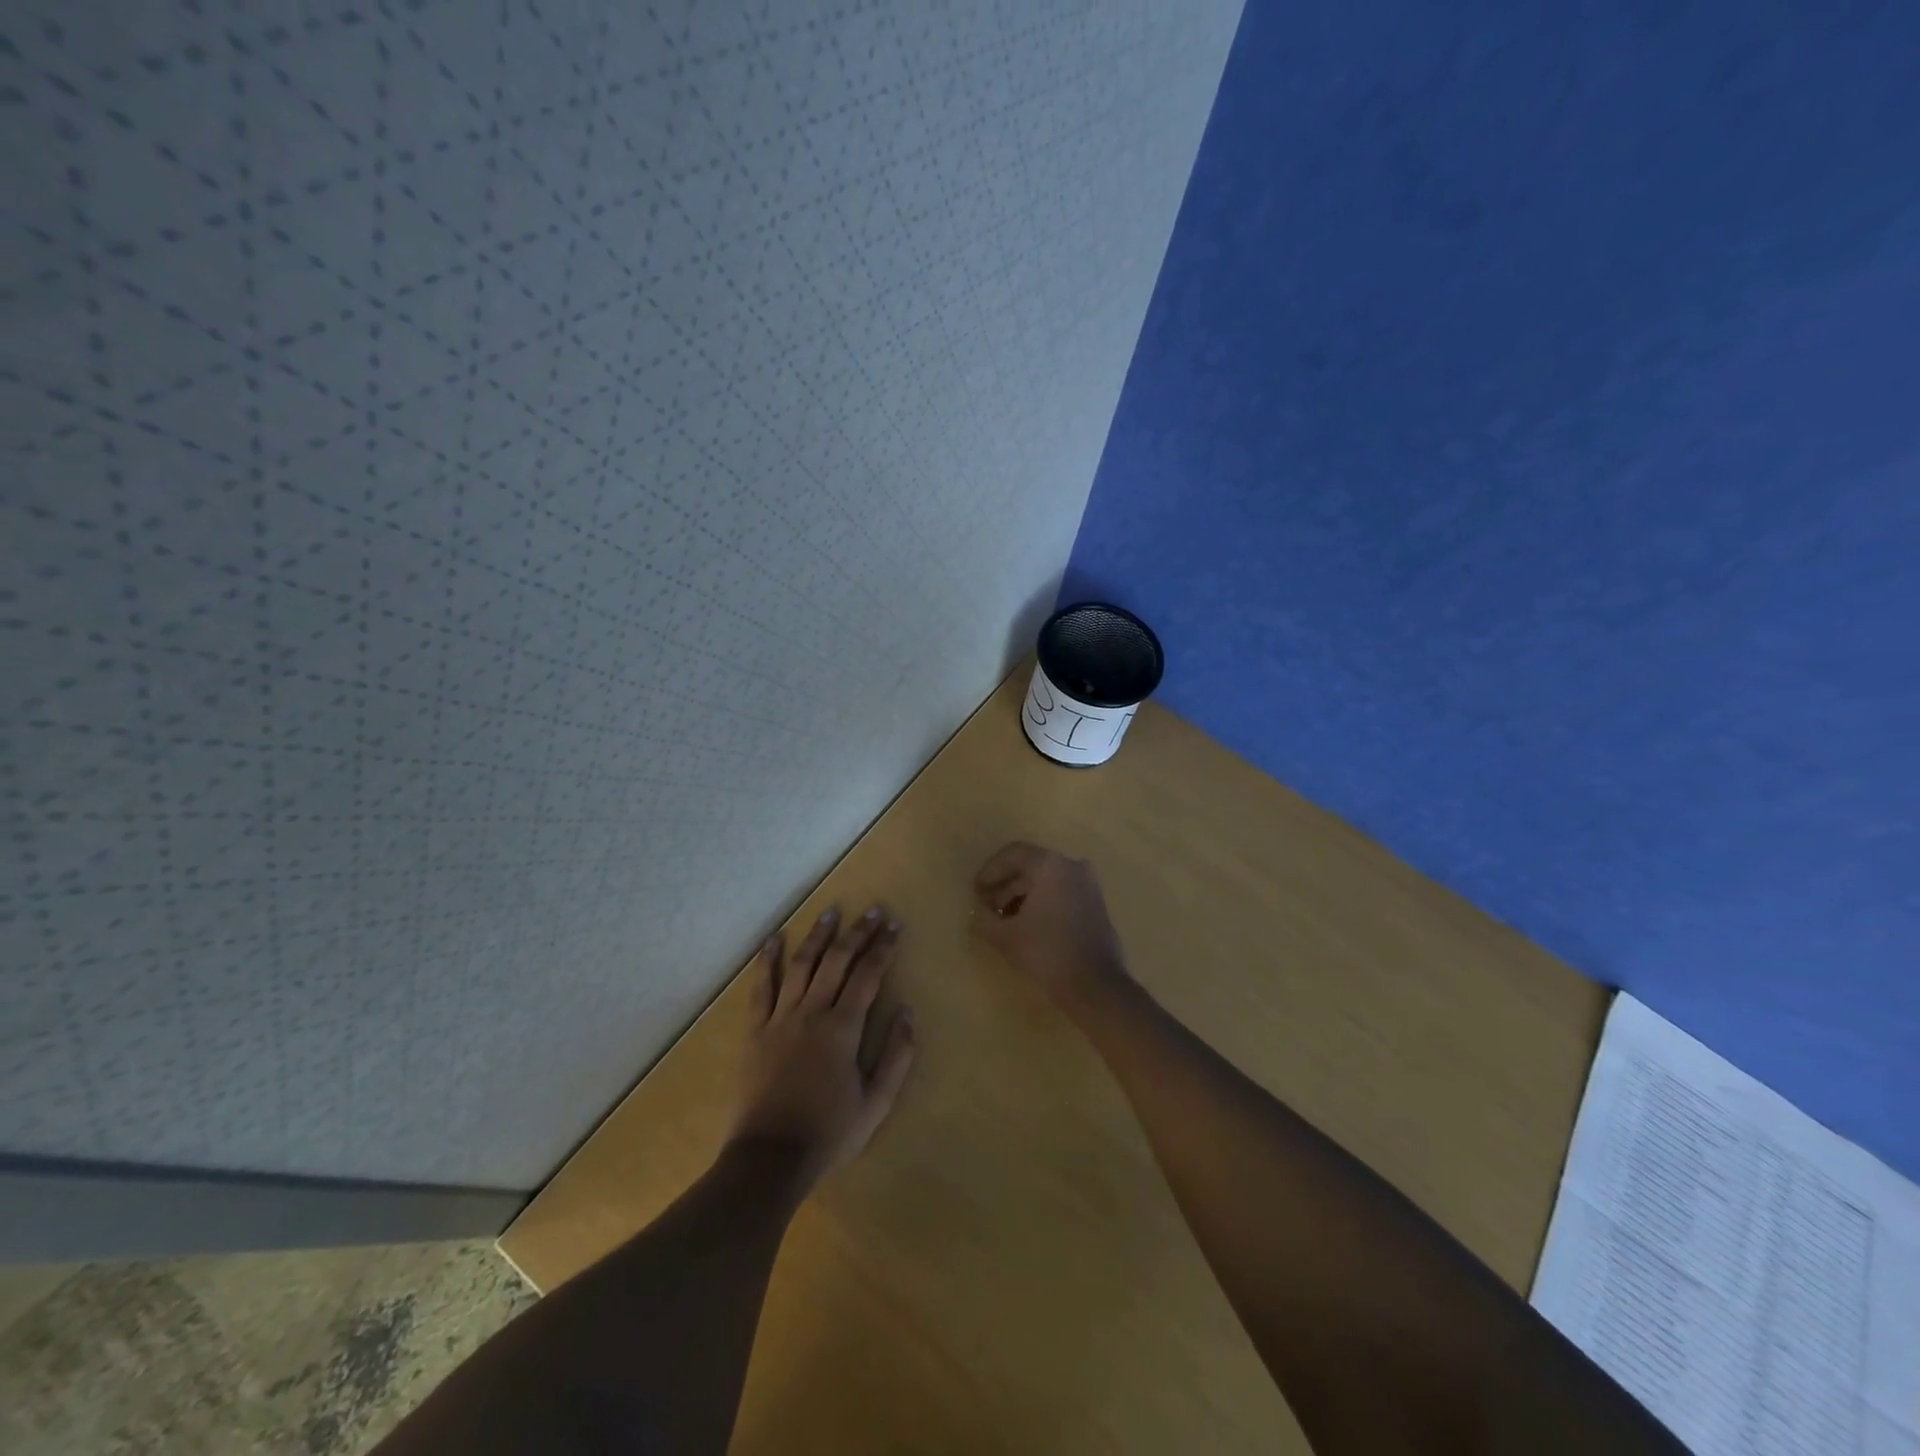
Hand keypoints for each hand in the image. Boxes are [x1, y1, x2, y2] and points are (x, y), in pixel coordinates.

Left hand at [730, 905, 915, 1190]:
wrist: (770, 1158)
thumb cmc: (829, 1132)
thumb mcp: (876, 1103)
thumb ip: (897, 1056)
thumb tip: (908, 1012)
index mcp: (843, 1028)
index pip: (868, 975)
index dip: (883, 947)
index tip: (894, 925)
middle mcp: (812, 1012)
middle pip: (837, 961)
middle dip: (857, 933)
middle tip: (872, 911)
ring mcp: (780, 1017)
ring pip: (801, 964)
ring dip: (818, 935)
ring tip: (832, 911)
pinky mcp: (755, 1029)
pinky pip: (761, 987)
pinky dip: (768, 960)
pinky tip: (774, 938)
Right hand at [971, 842, 1128, 1005]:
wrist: (1096, 987)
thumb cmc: (1047, 953)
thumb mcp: (1005, 937)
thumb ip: (984, 919)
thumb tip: (978, 914)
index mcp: (1051, 865)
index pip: (1013, 854)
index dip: (989, 871)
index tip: (975, 892)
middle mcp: (1073, 867)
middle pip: (1030, 868)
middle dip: (1004, 887)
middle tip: (986, 909)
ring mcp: (1089, 886)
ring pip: (1046, 882)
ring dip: (1022, 897)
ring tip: (1003, 922)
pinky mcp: (1096, 906)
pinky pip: (1062, 894)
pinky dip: (1042, 904)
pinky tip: (1026, 927)